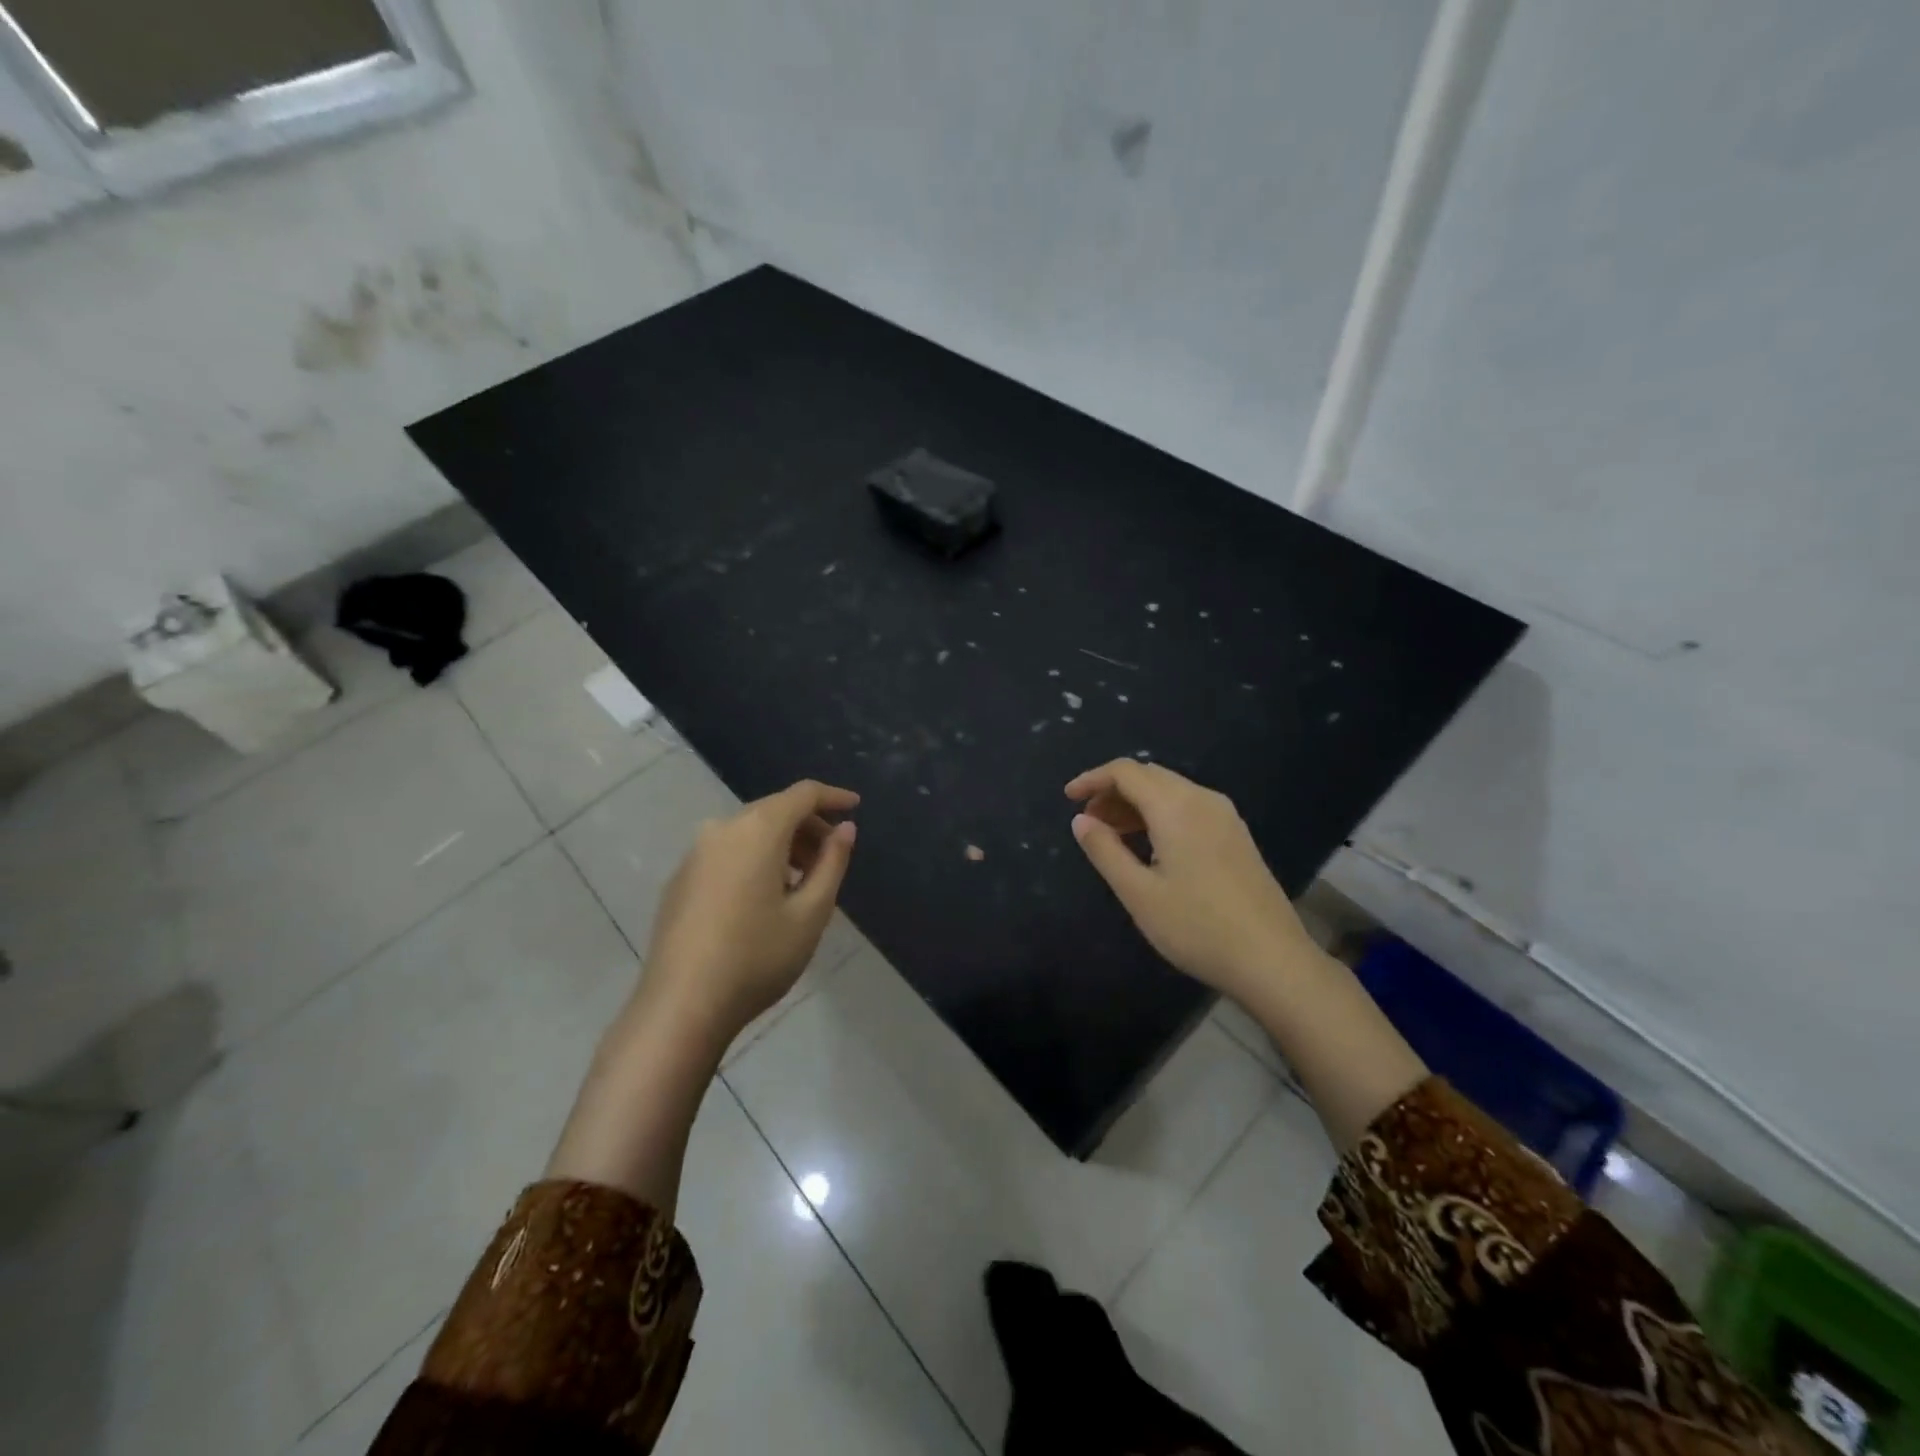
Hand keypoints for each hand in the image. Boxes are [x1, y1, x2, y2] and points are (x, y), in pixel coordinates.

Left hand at [638, 779, 859, 1045]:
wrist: (681, 1006)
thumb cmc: (757, 957)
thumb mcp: (811, 913)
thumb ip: (832, 862)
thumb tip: (845, 828)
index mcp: (757, 830)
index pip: (802, 794)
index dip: (833, 796)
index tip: (855, 807)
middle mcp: (722, 829)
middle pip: (774, 810)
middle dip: (808, 826)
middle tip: (833, 857)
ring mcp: (695, 854)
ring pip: (750, 832)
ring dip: (782, 845)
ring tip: (803, 882)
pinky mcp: (680, 879)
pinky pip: (728, 852)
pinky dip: (755, 859)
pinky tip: (765, 898)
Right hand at [1065, 759, 1313, 1000]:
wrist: (1273, 961)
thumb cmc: (1197, 928)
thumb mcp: (1138, 893)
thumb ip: (1105, 851)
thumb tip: (1080, 820)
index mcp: (1176, 807)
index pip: (1126, 771)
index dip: (1093, 779)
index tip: (1068, 799)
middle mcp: (1203, 799)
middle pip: (1149, 776)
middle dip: (1113, 791)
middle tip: (1088, 822)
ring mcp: (1225, 817)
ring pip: (1170, 791)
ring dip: (1136, 804)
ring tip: (1111, 835)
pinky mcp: (1237, 836)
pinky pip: (1189, 807)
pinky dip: (1160, 815)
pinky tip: (1149, 847)